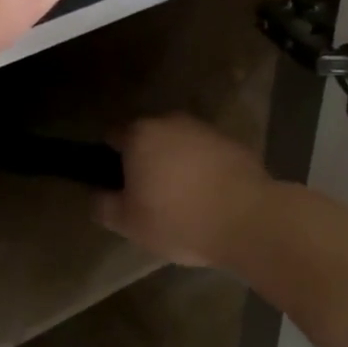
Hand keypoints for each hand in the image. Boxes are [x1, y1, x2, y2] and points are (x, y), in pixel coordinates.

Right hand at [97, 116, 273, 267]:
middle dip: (145, 161)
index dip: (109, 160)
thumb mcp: (128, 224)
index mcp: (140, 135)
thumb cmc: (179, 220)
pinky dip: (204, 171)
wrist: (250, 221)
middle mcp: (171, 122)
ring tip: (182, 201)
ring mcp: (206, 130)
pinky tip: (209, 199)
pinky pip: (207, 156)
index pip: (112, 136)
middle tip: (147, 196)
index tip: (116, 186)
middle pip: (148, 138)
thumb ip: (103, 205)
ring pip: (179, 145)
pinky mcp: (235, 144)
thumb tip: (97, 195)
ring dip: (176, 165)